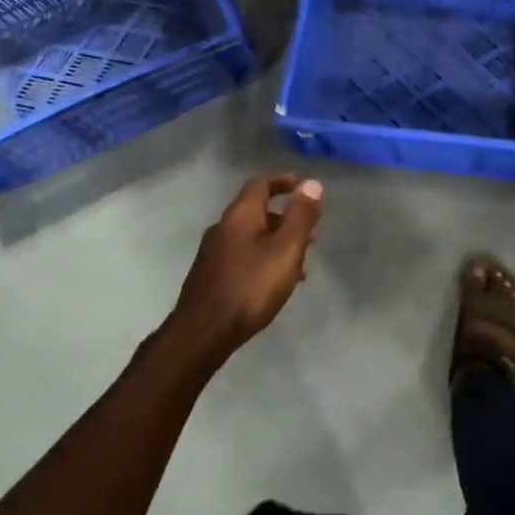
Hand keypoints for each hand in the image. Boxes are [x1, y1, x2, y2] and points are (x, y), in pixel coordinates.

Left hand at [171, 174, 323, 361]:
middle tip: (309, 232)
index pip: (261, 183)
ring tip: (299, 263)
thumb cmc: (250, 286)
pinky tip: (274, 283)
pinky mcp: (210, 276)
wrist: (202, 333)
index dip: (283, 181)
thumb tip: (312, 183)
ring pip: (251, 236)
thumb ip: (301, 216)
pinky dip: (262, 259)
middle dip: (285, 217)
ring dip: (276, 241)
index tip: (303, 187)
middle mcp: (223, 226)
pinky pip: (242, 256)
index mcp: (240, 214)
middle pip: (256, 210)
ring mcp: (213, 252)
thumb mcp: (286, 249)